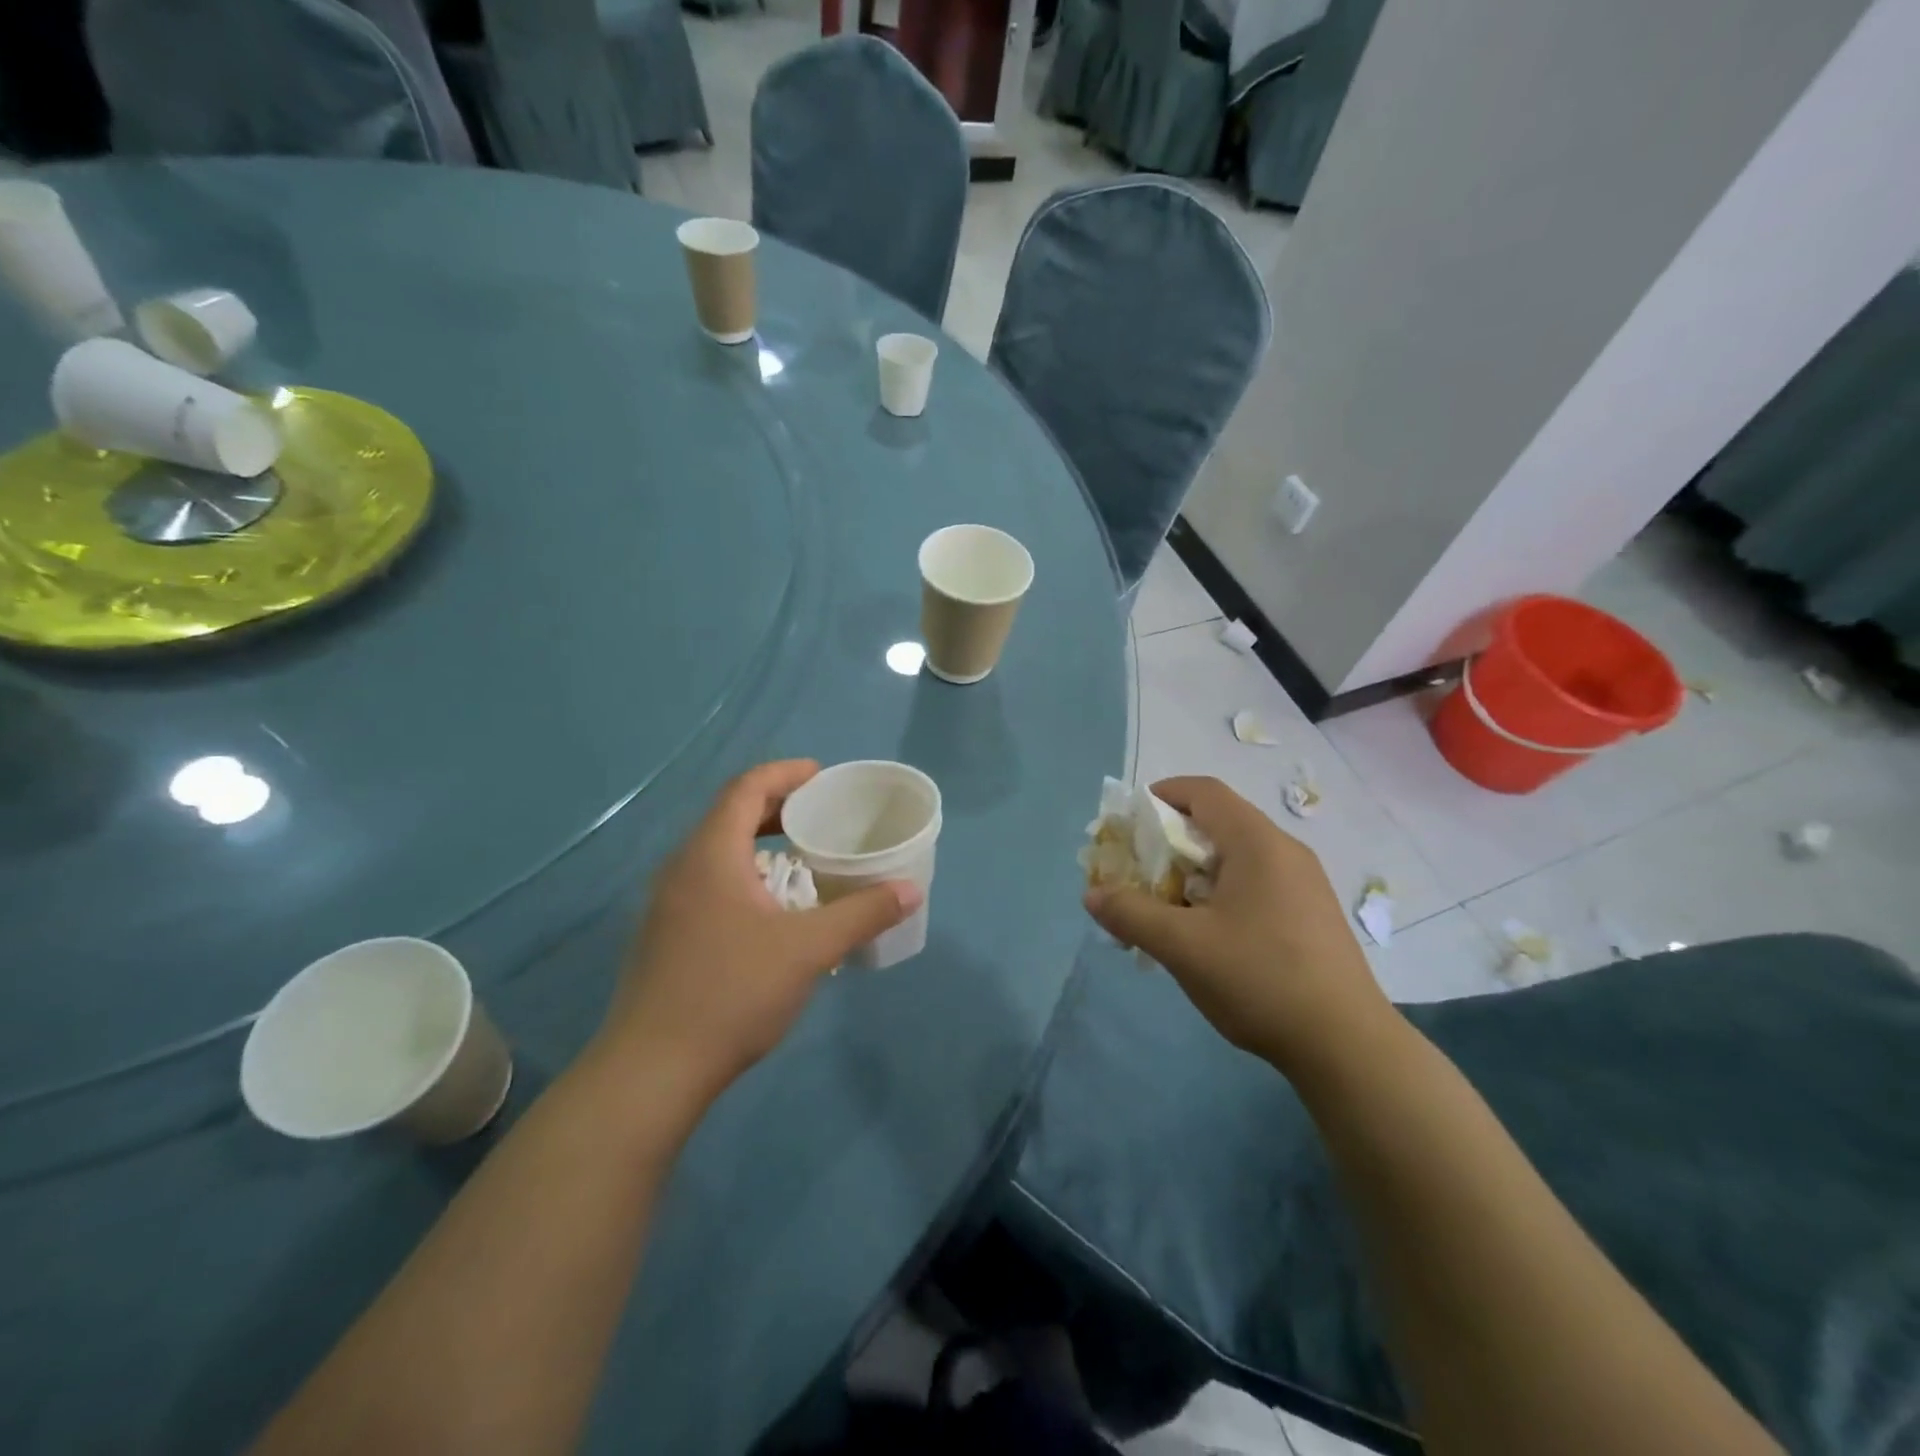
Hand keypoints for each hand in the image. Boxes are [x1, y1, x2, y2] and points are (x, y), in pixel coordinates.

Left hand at [592, 760, 921, 1118]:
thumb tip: (910, 890)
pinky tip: (770, 910)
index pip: (745, 789)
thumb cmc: (732, 994)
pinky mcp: (664, 936)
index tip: (821, 776)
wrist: (651, 1072)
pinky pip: (708, 882)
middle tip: (819, 815)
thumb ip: (862, 913)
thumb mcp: (809, 950)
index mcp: (710, 855)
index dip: (784, 774)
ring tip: (801, 857)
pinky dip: (744, 875)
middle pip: (729, 816)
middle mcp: (681, 869)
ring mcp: (666, 904)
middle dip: (776, 807)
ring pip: (717, 853)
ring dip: (759, 844)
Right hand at [1083, 776, 1389, 1072]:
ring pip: (1236, 857)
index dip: (1162, 794)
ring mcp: (1304, 884)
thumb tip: (1091, 894)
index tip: (1130, 820)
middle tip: (1139, 871)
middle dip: (1171, 841)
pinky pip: (1255, 884)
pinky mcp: (1311, 915)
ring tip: (1167, 907)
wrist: (1347, 1045)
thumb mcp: (1182, 946)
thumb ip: (1131, 913)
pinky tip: (1207, 935)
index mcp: (1257, 843)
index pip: (1204, 792)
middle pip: (1219, 823)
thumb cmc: (1260, 979)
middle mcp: (1285, 852)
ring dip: (1194, 871)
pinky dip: (1220, 892)